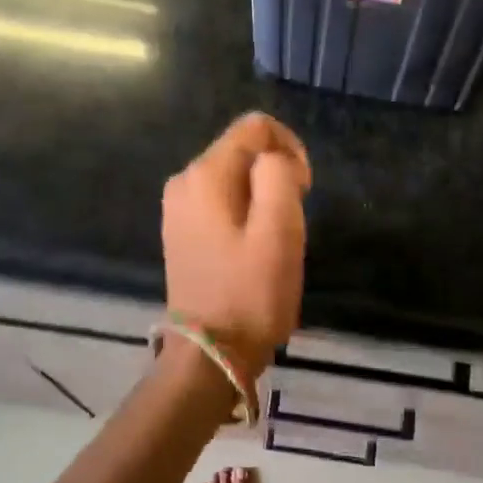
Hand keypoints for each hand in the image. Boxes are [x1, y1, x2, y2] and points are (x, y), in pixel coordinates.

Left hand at [162, 113, 311, 381]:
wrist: (211, 354)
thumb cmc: (251, 293)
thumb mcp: (280, 229)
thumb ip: (279, 175)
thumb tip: (275, 159)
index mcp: (205, 174)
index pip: (256, 127)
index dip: (290, 149)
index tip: (304, 191)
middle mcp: (183, 182)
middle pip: (243, 152)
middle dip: (276, 176)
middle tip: (291, 222)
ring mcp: (178, 210)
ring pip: (235, 180)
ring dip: (263, 199)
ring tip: (274, 241)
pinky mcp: (182, 234)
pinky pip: (222, 204)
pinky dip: (245, 216)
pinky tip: (253, 251)